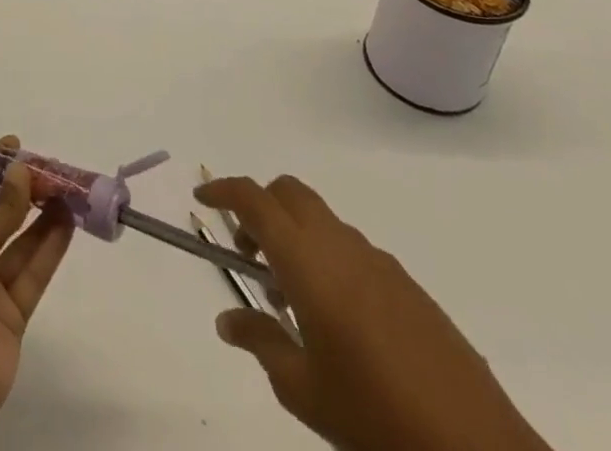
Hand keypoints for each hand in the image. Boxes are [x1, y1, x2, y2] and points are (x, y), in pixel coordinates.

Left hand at [0, 137, 74, 450]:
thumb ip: (0, 208)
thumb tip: (21, 173)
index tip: (17, 144)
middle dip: (24, 190)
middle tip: (54, 170)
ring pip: (21, 241)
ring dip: (43, 215)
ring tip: (70, 190)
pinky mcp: (12, 312)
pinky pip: (34, 270)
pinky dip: (51, 245)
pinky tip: (70, 222)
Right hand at [196, 175, 551, 450]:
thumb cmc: (375, 419)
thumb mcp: (304, 390)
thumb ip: (261, 343)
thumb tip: (228, 320)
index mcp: (309, 262)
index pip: (255, 200)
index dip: (224, 191)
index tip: (202, 200)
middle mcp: (341, 245)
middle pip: (289, 193)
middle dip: (260, 207)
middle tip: (247, 253)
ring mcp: (379, 261)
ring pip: (321, 220)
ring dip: (295, 235)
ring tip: (289, 300)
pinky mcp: (407, 285)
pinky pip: (352, 248)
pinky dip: (327, 258)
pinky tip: (336, 320)